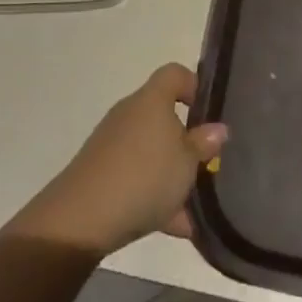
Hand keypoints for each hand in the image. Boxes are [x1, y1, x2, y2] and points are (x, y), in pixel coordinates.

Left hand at [27, 63, 227, 254]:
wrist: (83, 216)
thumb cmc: (145, 176)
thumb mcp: (187, 162)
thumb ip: (204, 144)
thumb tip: (218, 129)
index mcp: (152, 100)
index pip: (174, 74)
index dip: (194, 86)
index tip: (209, 113)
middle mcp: (131, 113)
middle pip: (164, 117)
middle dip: (186, 142)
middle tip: (206, 165)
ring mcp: (113, 143)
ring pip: (152, 152)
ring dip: (172, 176)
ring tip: (195, 208)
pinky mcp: (102, 171)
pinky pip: (137, 177)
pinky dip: (155, 197)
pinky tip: (176, 227)